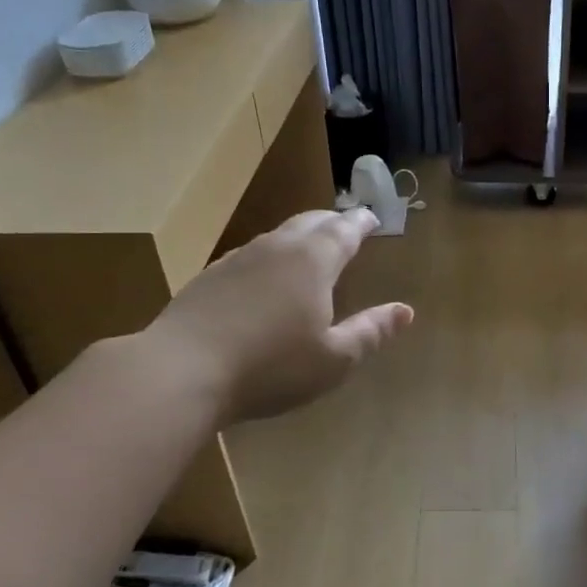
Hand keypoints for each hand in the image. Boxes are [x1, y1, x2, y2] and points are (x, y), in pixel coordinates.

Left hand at [145, 208, 411, 424]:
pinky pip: (251, 255)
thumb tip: (405, 311)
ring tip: (309, 247)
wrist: (180, 370)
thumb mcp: (334, 359)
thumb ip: (371, 332)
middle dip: (332, 221)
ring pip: (277, 236)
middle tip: (345, 225)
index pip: (344, 230)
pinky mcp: (209, 277)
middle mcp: (277, 249)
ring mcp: (238, 259)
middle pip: (310, 222)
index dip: (361, 222)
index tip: (372, 216)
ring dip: (299, 236)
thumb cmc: (271, 367)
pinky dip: (270, 256)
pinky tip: (264, 276)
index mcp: (313, 261)